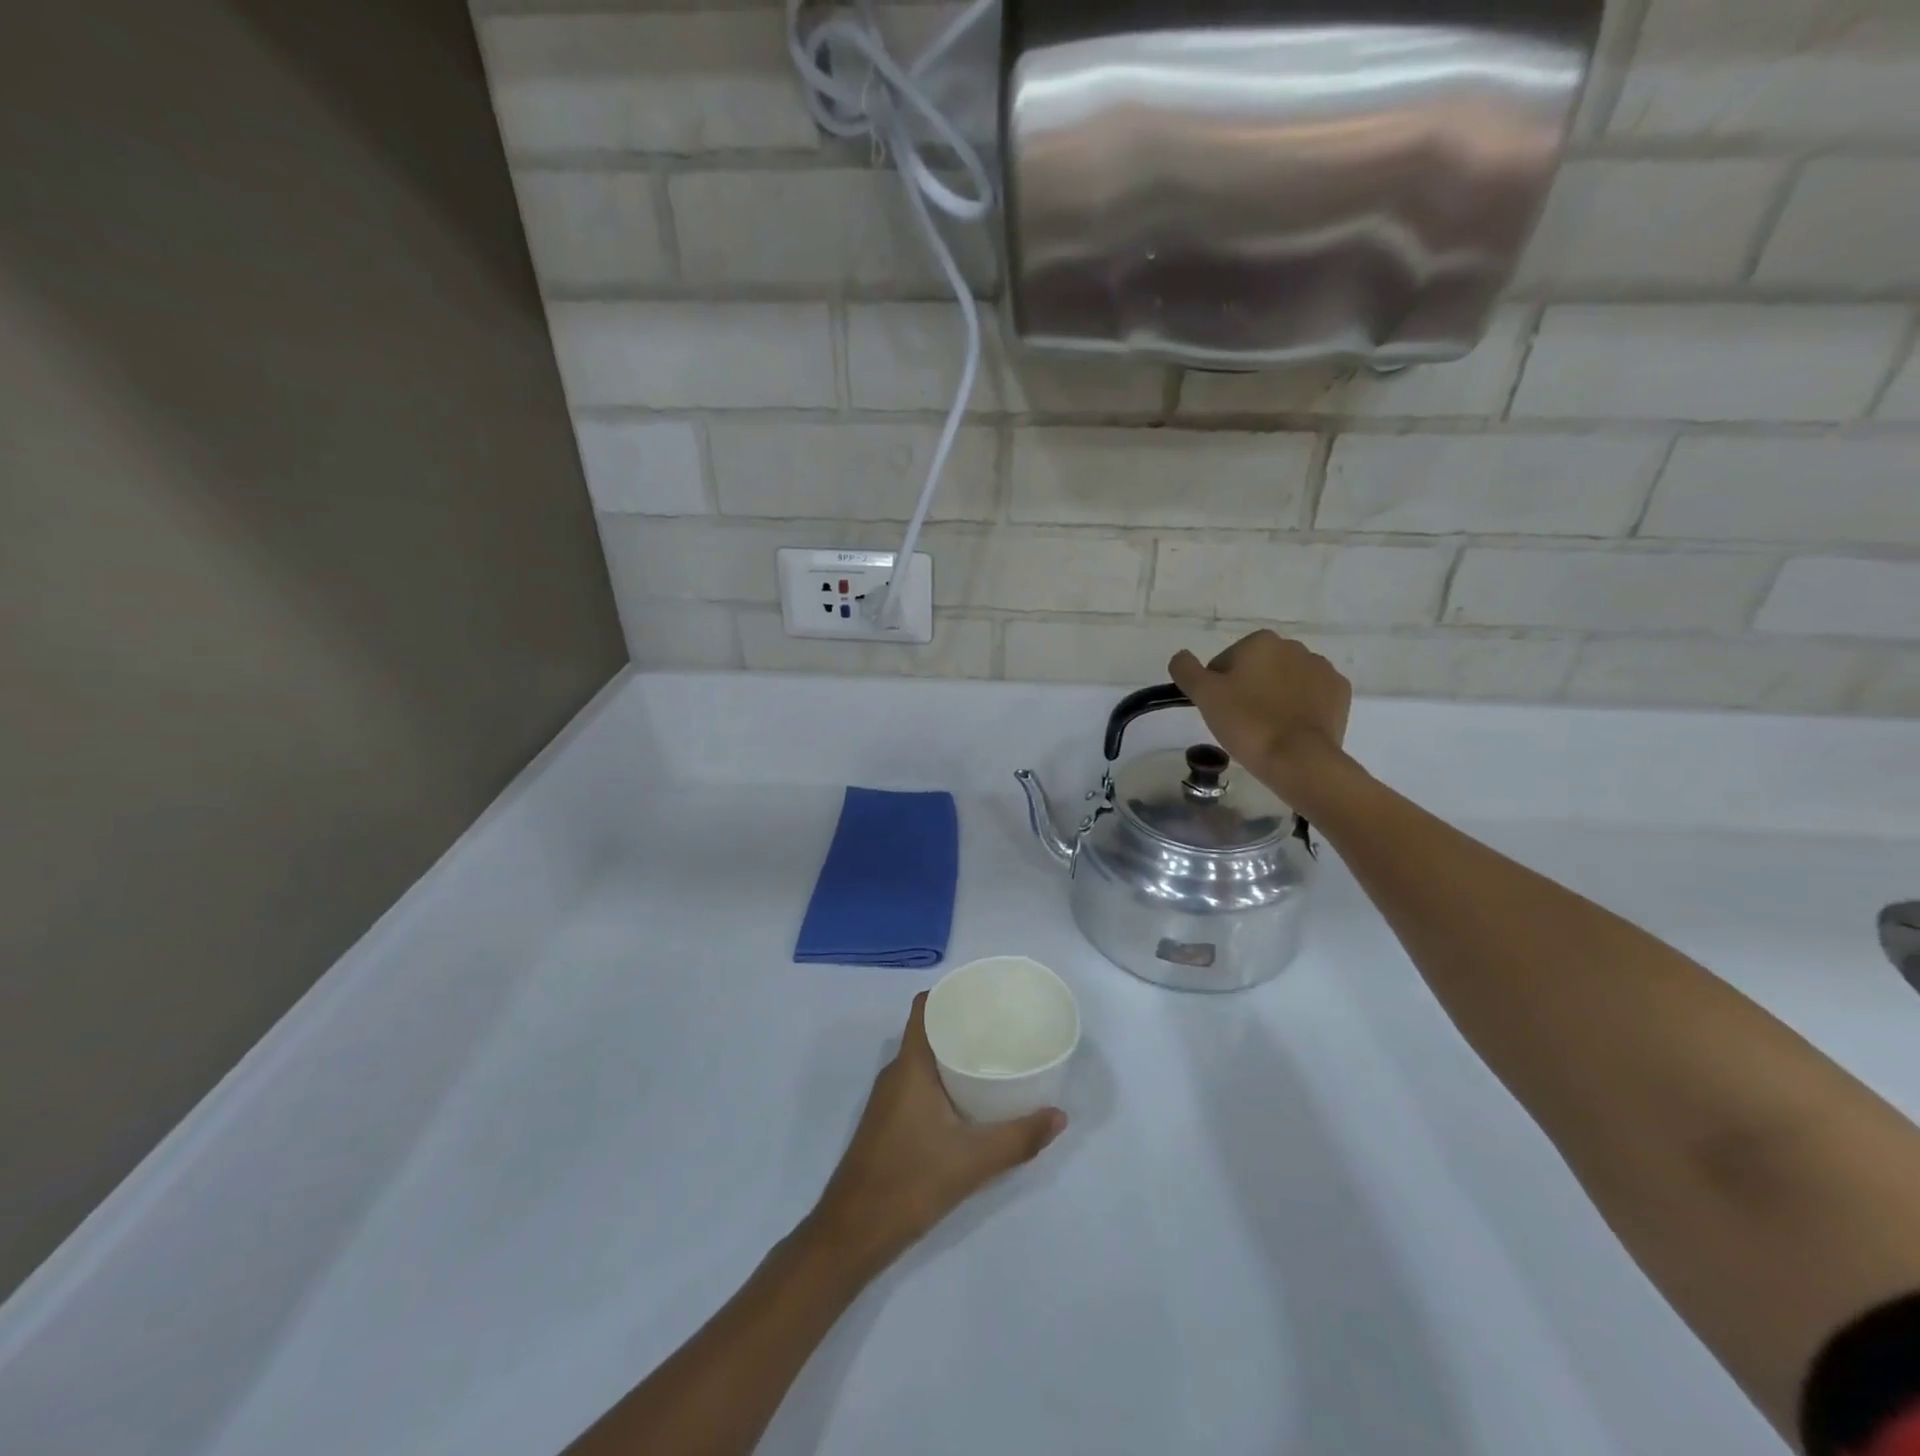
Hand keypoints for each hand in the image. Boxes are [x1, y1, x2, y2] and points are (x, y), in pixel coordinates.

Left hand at [806, 993, 1065, 1279]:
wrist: (853, 1232)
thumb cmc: (910, 1181)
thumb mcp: (973, 1160)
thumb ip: (1018, 1138)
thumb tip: (1059, 1116)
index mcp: (910, 1065)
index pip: (925, 1007)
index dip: (951, 993)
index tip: (984, 994)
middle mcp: (896, 1073)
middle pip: (929, 1031)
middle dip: (963, 1024)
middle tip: (1003, 1027)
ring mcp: (889, 1099)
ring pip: (924, 1060)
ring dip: (954, 1054)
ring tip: (994, 1057)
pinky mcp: (888, 1122)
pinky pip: (919, 1083)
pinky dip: (944, 1080)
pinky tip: (970, 1099)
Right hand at [1169, 630, 1352, 803]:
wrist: (1299, 759)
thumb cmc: (1247, 723)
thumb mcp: (1204, 695)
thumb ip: (1185, 669)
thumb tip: (1181, 657)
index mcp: (1260, 641)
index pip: (1225, 662)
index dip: (1217, 687)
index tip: (1220, 712)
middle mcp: (1294, 646)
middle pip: (1258, 668)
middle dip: (1248, 689)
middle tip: (1240, 722)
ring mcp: (1322, 669)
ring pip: (1285, 681)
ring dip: (1275, 697)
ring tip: (1266, 729)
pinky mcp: (1340, 693)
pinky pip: (1311, 695)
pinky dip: (1300, 707)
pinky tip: (1290, 729)